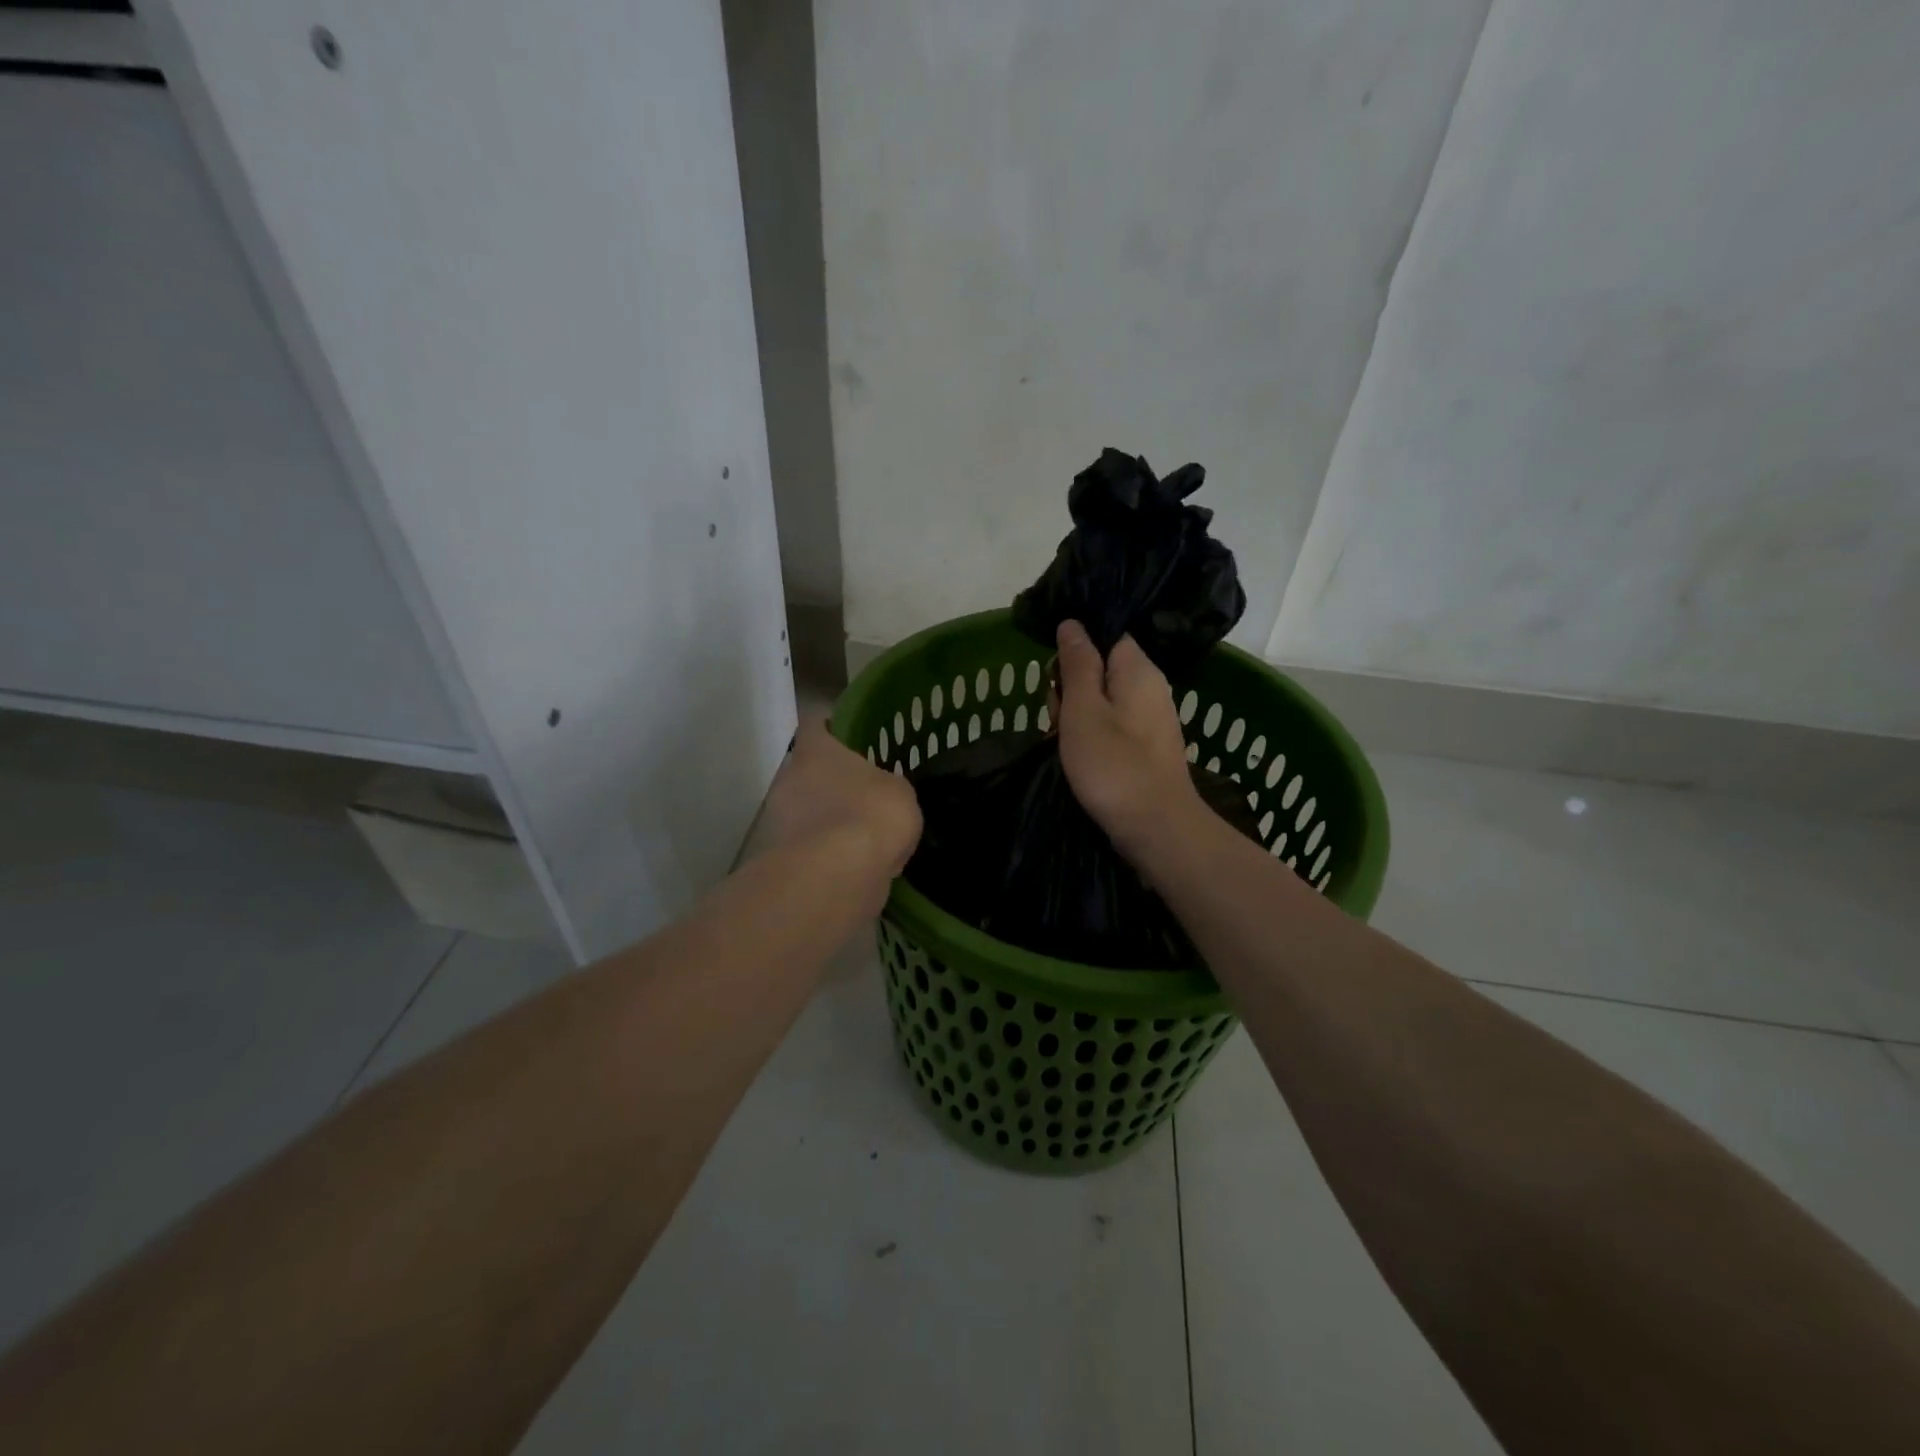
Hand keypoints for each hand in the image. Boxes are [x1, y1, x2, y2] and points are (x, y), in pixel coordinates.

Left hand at [757, 719, 921, 910]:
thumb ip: (887, 785)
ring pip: (805, 809)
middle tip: (860, 792)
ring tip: (859, 836)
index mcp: (816, 751)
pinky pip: (808, 845)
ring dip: (826, 818)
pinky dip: (825, 851)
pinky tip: (852, 864)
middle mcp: (789, 777)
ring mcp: (780, 819)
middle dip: (830, 781)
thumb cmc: (872, 813)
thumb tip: (882, 793)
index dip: (831, 729)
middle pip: (807, 770)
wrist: (838, 874)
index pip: (815, 724)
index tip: (848, 738)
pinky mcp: (781, 856)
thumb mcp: (900, 791)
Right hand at [1052, 620, 1200, 859]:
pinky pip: (1110, 727)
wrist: (1156, 829)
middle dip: (1069, 689)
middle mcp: (1149, 687)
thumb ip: (1077, 664)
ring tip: (1063, 745)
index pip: (1105, 635)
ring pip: (1100, 701)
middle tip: (1059, 718)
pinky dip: (1089, 739)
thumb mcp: (1083, 709)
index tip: (1054, 675)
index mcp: (1138, 669)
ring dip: (1074, 718)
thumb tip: (1072, 623)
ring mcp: (1149, 720)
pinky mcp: (1144, 747)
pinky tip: (1077, 760)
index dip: (1074, 650)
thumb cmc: (1114, 765)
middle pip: (1099, 669)